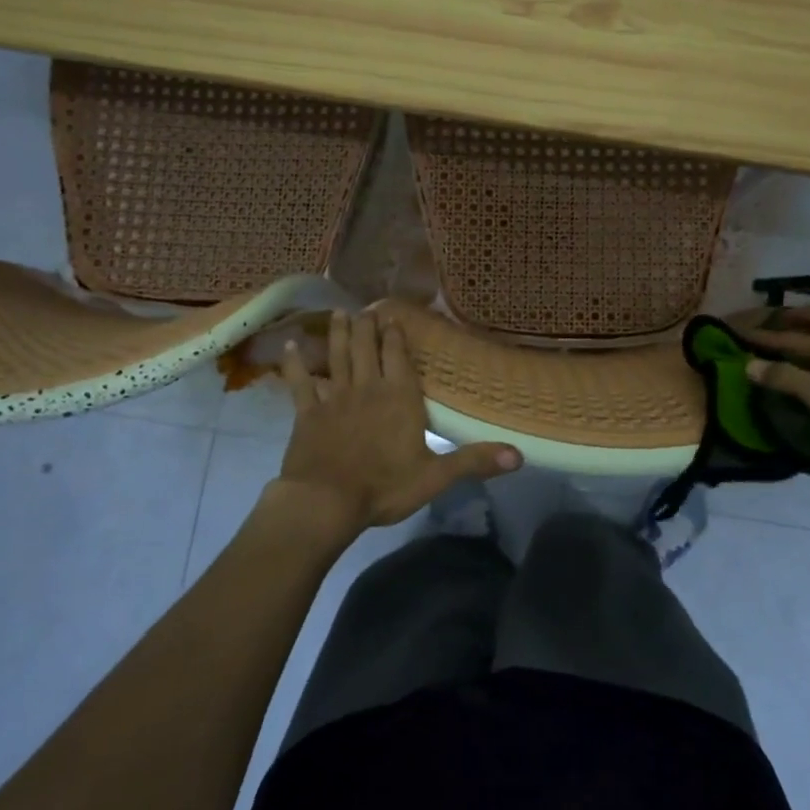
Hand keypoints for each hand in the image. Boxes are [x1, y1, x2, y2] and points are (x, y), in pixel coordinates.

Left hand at [275, 309, 520, 529]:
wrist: (326, 501)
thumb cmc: (384, 487)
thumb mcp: (436, 476)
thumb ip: (475, 461)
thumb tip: (520, 456)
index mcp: (400, 398)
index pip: (399, 358)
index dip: (395, 336)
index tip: (392, 317)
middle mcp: (368, 388)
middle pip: (367, 349)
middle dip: (367, 327)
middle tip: (365, 308)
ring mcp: (335, 398)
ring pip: (337, 358)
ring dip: (338, 335)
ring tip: (338, 314)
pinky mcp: (307, 413)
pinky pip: (300, 384)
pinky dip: (294, 365)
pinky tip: (289, 347)